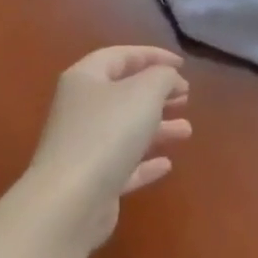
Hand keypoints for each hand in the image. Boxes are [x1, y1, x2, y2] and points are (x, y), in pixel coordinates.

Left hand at [24, 46, 191, 249]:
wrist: (70, 202)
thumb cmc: (107, 133)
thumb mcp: (144, 92)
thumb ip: (162, 77)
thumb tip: (168, 78)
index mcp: (85, 79)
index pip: (120, 56)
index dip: (152, 55)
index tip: (182, 64)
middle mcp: (80, 109)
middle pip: (122, 93)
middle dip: (156, 93)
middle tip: (185, 95)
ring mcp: (83, 147)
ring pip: (125, 130)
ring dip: (157, 127)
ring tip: (187, 130)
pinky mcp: (91, 181)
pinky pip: (123, 165)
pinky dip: (144, 162)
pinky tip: (166, 164)